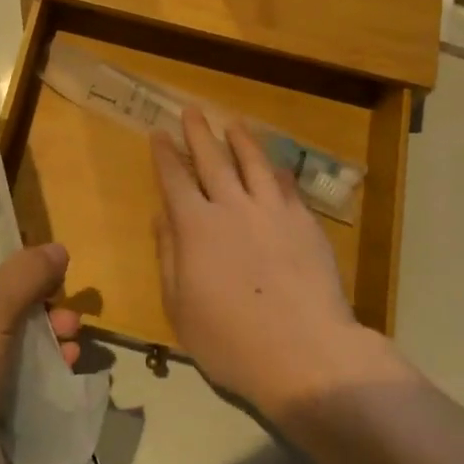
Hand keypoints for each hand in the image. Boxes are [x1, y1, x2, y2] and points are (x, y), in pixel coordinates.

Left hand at [0, 245, 81, 463]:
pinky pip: (9, 362)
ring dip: (41, 322)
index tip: (30, 226)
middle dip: (29, 282)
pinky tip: (70, 361)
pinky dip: (38, 358)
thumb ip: (23, 274)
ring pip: (2, 323)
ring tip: (75, 327)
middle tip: (63, 282)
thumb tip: (56, 248)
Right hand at [152, 109, 396, 416]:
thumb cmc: (231, 340)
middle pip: (212, 160)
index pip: (174, 179)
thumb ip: (169, 257)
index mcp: (195, 227)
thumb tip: (162, 217)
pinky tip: (276, 165)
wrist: (305, 354)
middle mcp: (232, 207)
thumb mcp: (180, 307)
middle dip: (198, 133)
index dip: (164, 154)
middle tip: (192, 110)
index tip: (159, 133)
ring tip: (233, 123)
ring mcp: (272, 211)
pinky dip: (278, 171)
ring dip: (241, 140)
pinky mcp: (304, 223)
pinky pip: (288, 186)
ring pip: (253, 163)